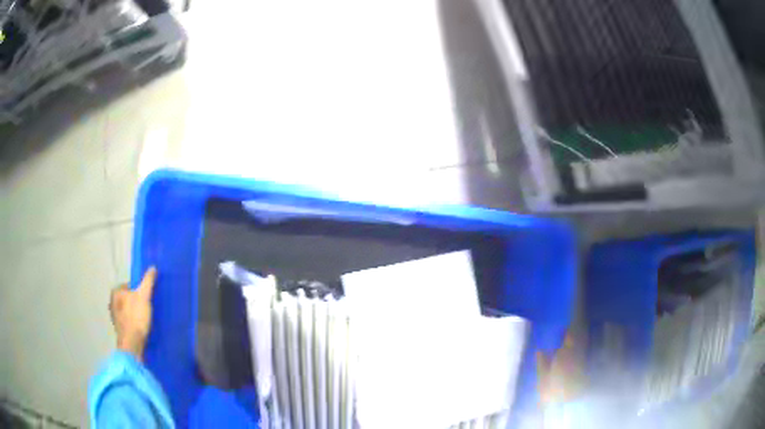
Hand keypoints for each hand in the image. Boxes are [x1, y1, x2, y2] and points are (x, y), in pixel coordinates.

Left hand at [110, 267, 156, 360]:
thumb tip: (152, 267)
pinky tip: (141, 327)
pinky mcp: (119, 328)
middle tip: (147, 309)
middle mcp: (112, 302)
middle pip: (129, 298)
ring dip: (136, 313)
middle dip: (137, 302)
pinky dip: (134, 322)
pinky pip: (128, 320)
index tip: (148, 299)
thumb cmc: (136, 317)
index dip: (140, 291)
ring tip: (145, 320)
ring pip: (128, 310)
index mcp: (116, 292)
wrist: (132, 344)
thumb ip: (148, 281)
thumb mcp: (144, 296)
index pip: (130, 286)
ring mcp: (115, 316)